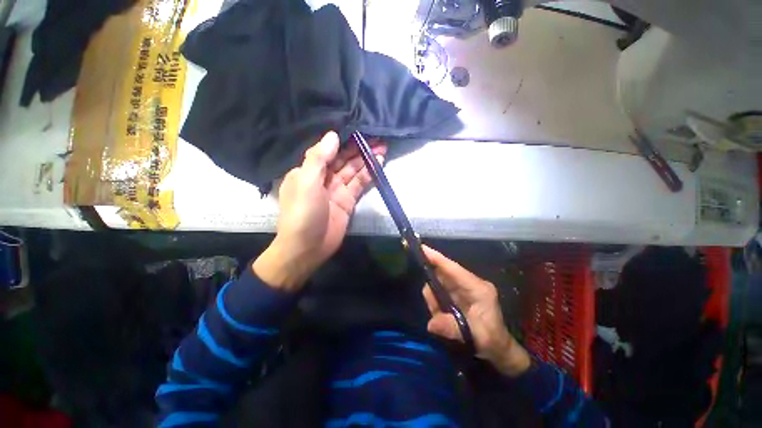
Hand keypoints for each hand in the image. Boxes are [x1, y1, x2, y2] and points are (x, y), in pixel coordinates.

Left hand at [254, 131, 386, 290]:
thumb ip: (319, 159)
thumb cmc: (302, 213)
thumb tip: (332, 135)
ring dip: (367, 160)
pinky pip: (359, 184)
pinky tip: (378, 164)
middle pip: (343, 159)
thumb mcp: (306, 182)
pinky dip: (369, 175)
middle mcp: (323, 178)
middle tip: (377, 137)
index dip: (343, 141)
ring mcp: (337, 190)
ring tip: (382, 148)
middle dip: (359, 149)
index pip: (328, 151)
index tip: (359, 129)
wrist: (308, 247)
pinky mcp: (348, 201)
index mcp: (308, 171)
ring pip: (354, 170)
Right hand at [421, 245, 530, 376]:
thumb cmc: (492, 341)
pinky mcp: (460, 294)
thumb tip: (430, 324)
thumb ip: (452, 328)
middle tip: (433, 308)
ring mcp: (464, 288)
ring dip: (434, 298)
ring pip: (440, 283)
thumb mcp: (475, 337)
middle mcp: (470, 283)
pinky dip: (437, 301)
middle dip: (433, 288)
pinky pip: (442, 291)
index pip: (453, 269)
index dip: (437, 258)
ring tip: (439, 317)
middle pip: (443, 275)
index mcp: (478, 288)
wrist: (500, 350)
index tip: (421, 248)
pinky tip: (440, 314)